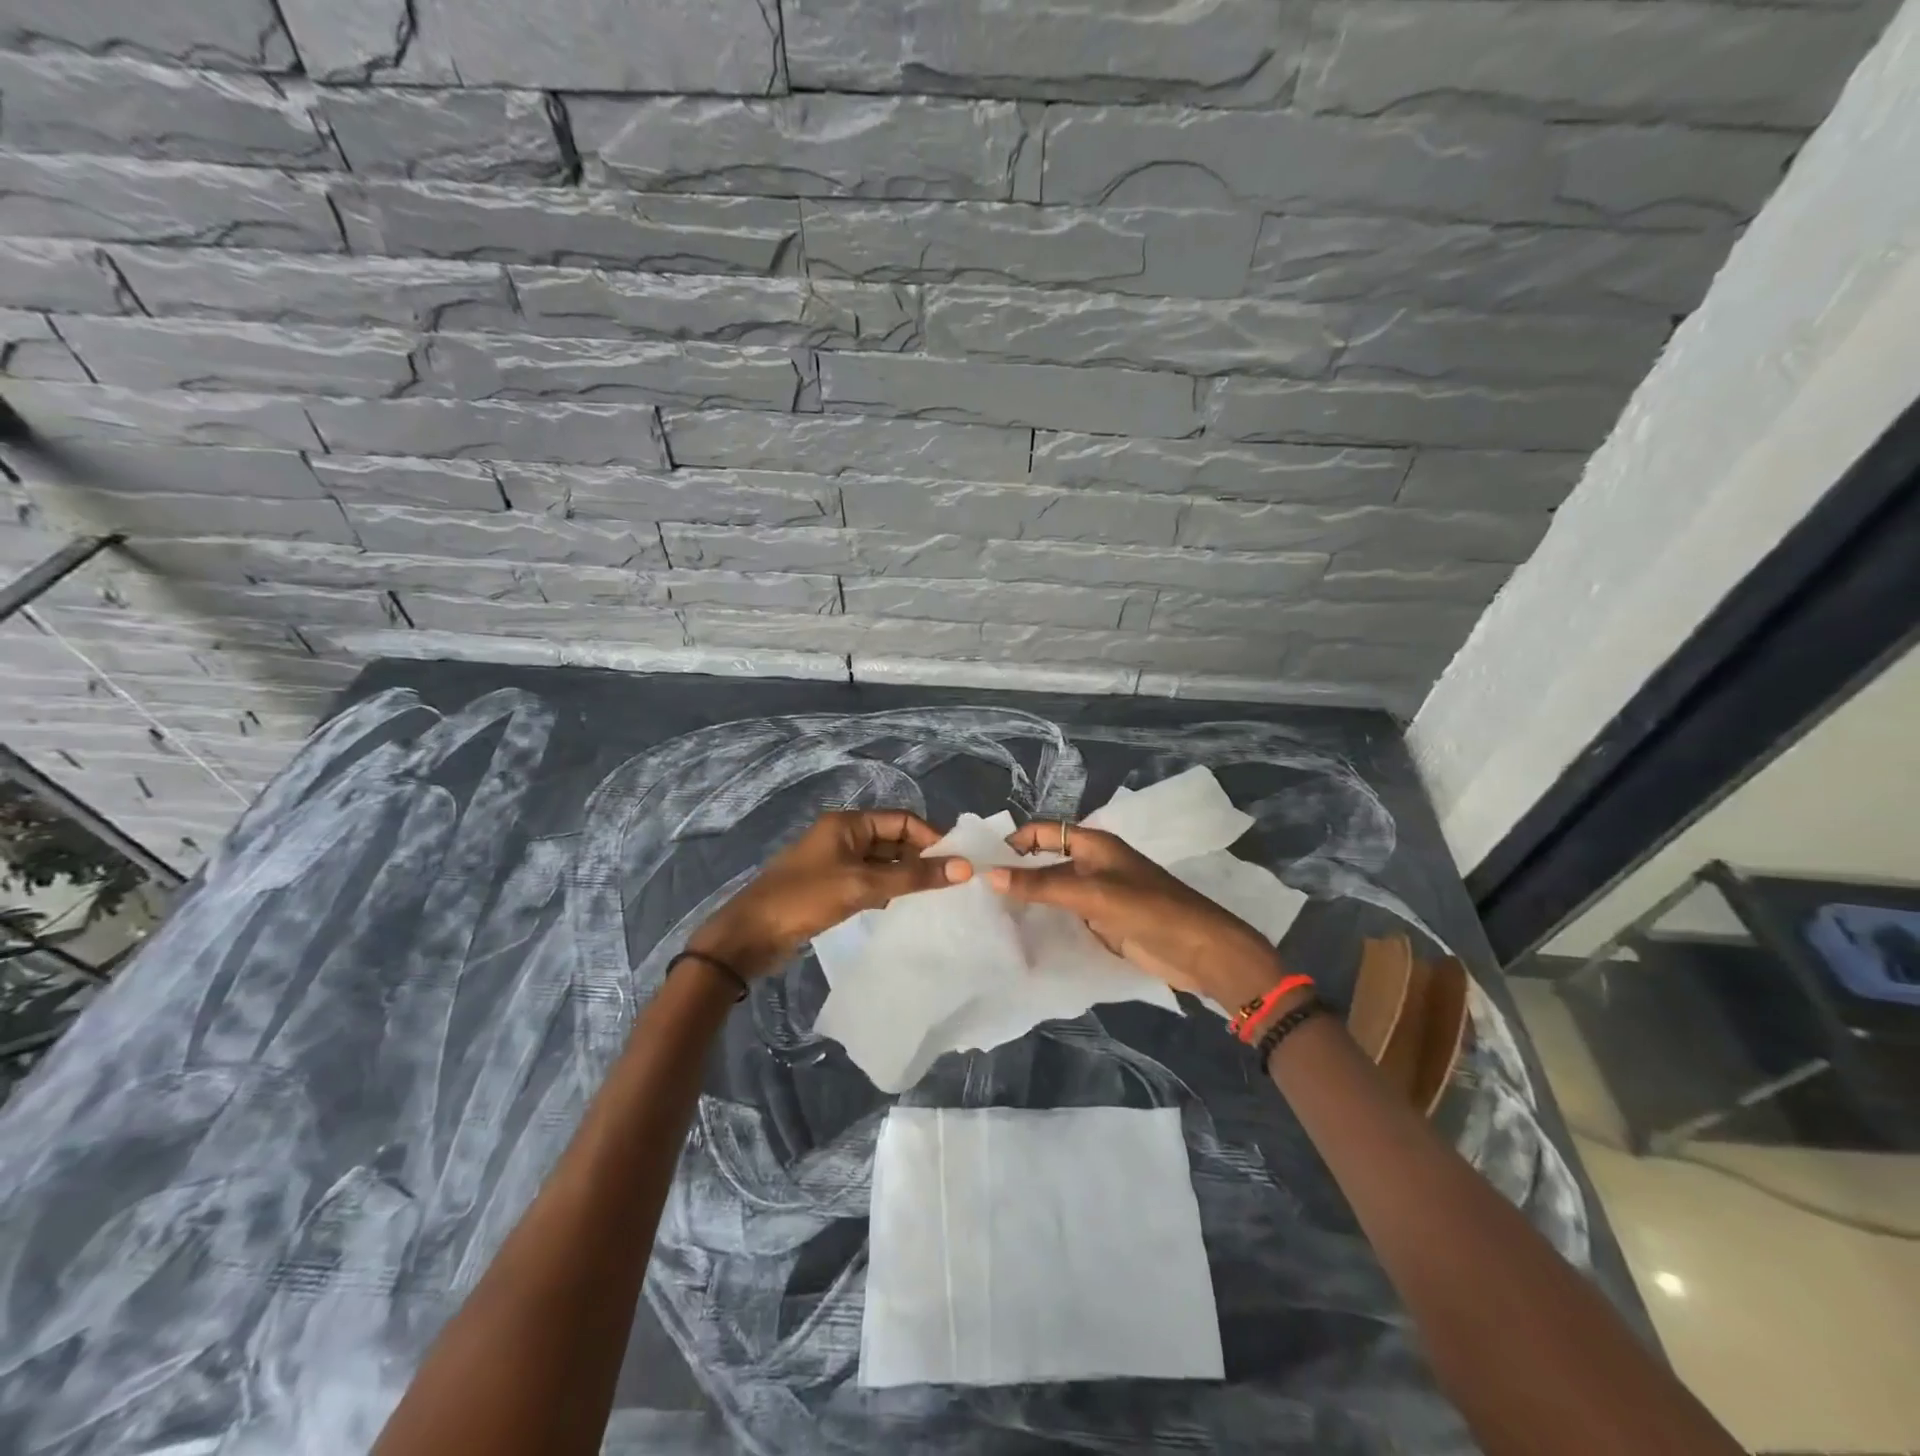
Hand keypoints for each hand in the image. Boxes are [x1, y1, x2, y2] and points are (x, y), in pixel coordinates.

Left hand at [687, 810, 969, 978]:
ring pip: (884, 863)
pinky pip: (871, 882)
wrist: (749, 936)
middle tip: (954, 882)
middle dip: (922, 858)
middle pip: (894, 840)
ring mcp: (837, 863)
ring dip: (907, 877)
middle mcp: (844, 837)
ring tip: (938, 897)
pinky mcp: (832, 888)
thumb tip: (963, 868)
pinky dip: (890, 891)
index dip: (931, 837)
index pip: (902, 820)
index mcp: (848, 824)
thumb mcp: (862, 885)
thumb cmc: (805, 899)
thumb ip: (912, 877)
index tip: (958, 862)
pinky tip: (908, 909)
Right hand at [989, 821, 1283, 1009]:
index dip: (1015, 842)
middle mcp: (1092, 863)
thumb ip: (1041, 885)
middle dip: (1017, 871)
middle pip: (1046, 859)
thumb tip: (992, 876)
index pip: (1044, 831)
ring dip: (1029, 896)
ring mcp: (1098, 893)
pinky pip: (1065, 912)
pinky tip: (1022, 930)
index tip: (983, 863)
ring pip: (1054, 888)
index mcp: (1093, 844)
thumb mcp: (1091, 894)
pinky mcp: (1102, 920)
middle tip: (979, 891)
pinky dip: (1045, 917)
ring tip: (991, 912)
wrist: (1198, 949)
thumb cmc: (1147, 909)